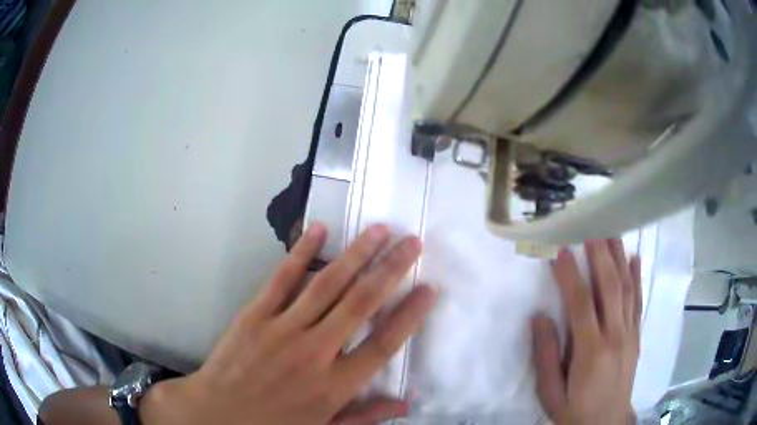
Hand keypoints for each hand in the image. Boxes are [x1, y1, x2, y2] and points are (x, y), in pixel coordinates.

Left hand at [141, 223, 436, 424]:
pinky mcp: (255, 315)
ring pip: (327, 285)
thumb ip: (366, 416)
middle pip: (361, 304)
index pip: (384, 343)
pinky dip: (301, 253)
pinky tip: (319, 230)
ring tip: (380, 230)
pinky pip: (282, 279)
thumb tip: (407, 402)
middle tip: (413, 243)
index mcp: (335, 385)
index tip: (430, 287)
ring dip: (356, 254)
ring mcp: (282, 329)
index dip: (410, 314)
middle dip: (391, 270)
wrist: (217, 413)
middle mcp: (315, 352)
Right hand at [532, 240, 640, 424]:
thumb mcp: (550, 391)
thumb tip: (539, 316)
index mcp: (590, 352)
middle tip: (592, 227)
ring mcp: (629, 334)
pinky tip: (634, 259)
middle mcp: (615, 336)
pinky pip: (638, 302)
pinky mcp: (636, 336)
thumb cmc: (573, 409)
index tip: (561, 251)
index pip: (581, 305)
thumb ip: (545, 355)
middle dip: (601, 255)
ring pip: (627, 289)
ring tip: (612, 232)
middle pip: (611, 288)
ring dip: (619, 258)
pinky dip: (637, 278)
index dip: (571, 275)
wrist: (605, 423)